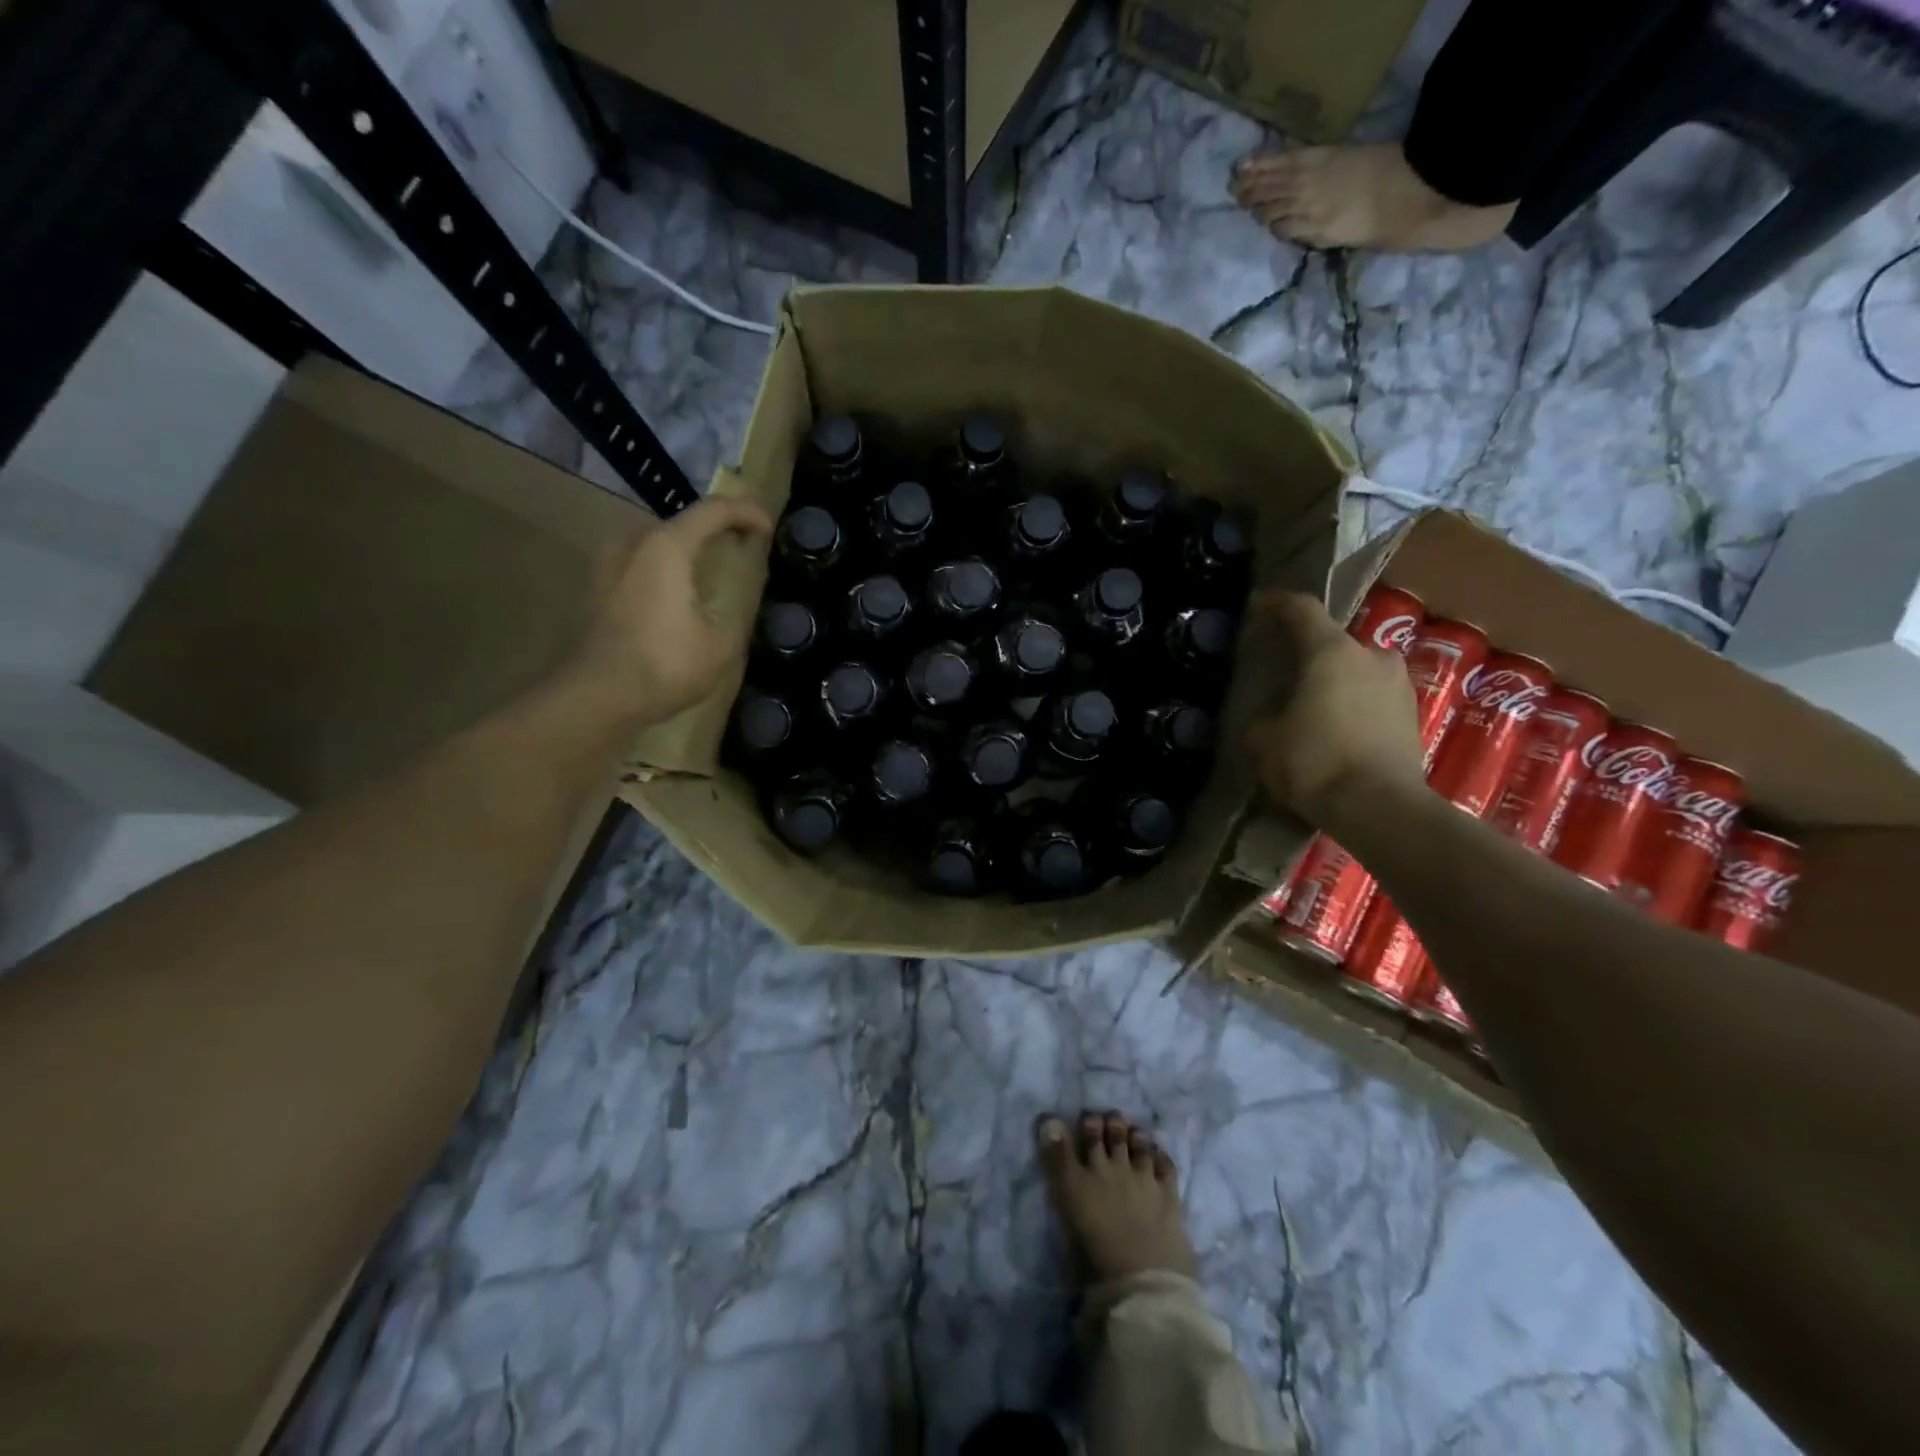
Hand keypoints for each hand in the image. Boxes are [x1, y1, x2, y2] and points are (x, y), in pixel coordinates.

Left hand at [566, 496, 773, 725]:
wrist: (597, 696)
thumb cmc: (665, 663)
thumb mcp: (720, 644)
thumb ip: (733, 617)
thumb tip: (731, 613)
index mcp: (667, 547)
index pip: (712, 511)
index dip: (745, 512)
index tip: (767, 528)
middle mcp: (632, 544)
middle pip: (681, 525)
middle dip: (714, 533)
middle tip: (741, 550)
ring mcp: (608, 567)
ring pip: (656, 547)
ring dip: (686, 555)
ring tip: (710, 576)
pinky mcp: (597, 592)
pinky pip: (639, 569)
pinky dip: (664, 575)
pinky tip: (678, 601)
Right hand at [1242, 591, 1426, 824]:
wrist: (1381, 808)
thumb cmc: (1315, 762)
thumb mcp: (1265, 743)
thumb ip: (1260, 722)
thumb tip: (1266, 723)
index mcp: (1331, 651)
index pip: (1301, 609)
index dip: (1276, 604)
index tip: (1258, 606)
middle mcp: (1371, 656)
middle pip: (1333, 644)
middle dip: (1308, 655)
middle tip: (1285, 673)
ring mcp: (1399, 686)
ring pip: (1357, 672)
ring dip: (1334, 683)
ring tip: (1311, 706)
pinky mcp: (1413, 716)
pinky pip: (1373, 700)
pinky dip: (1353, 708)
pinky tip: (1335, 731)